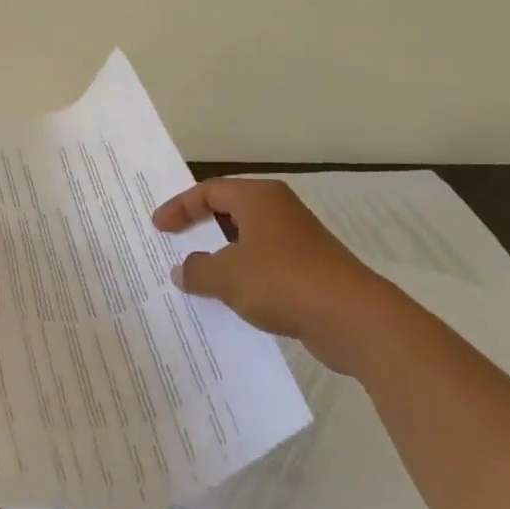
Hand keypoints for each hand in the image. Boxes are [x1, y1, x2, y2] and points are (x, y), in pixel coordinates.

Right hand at [152, 178, 393, 374]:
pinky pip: (264, 265)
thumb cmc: (282, 281)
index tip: (158, 228)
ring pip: (247, 240)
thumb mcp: (227, 276)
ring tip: (195, 276)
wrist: (351, 317)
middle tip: (173, 244)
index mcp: (259, 198)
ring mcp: (296, 240)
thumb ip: (197, 270)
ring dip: (221, 256)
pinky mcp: (308, 269)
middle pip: (229, 211)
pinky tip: (230, 299)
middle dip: (200, 228)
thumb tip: (182, 270)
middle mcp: (278, 210)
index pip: (209, 191)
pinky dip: (243, 276)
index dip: (180, 207)